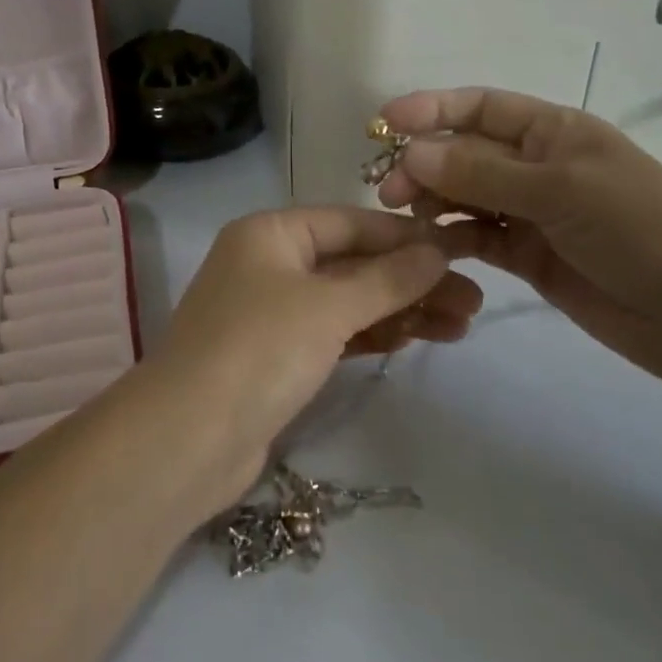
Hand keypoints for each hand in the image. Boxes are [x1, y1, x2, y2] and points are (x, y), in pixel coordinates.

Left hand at [148, 207, 483, 510]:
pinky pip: (334, 333)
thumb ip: (387, 278)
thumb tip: (438, 251)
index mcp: (270, 233)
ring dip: (400, 310)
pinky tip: (415, 339)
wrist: (188, 439)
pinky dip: (372, 335)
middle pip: (352, 263)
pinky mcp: (277, 357)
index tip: (459, 250)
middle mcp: (268, 264)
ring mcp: (271, 313)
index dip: (405, 236)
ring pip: (347, 301)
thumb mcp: (328, 306)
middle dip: (411, 280)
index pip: (350, 222)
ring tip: (461, 325)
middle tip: (473, 301)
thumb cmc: (259, 350)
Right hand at [375, 87, 661, 406]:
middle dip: (425, 163)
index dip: (433, 109)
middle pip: (465, 152)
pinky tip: (429, 247)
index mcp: (553, 131)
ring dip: (434, 202)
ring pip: (465, 196)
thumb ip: (482, 173)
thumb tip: (414, 152)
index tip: (385, 122)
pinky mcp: (526, 254)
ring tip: (405, 219)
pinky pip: (477, 237)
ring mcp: (531, 211)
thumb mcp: (560, 190)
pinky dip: (452, 239)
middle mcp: (537, 164)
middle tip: (389, 191)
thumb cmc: (637, 228)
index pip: (482, 107)